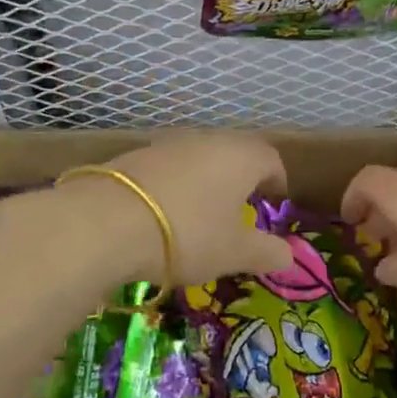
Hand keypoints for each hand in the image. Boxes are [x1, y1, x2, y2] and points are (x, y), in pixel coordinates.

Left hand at [87, 133, 293, 288]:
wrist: (107, 222)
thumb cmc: (189, 234)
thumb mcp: (234, 252)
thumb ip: (267, 253)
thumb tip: (289, 256)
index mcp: (241, 157)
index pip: (271, 159)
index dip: (277, 181)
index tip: (275, 202)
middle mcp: (207, 141)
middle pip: (233, 154)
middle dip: (241, 180)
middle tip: (240, 210)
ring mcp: (168, 144)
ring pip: (198, 159)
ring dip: (205, 182)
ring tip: (201, 215)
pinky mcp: (135, 156)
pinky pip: (167, 168)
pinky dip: (174, 187)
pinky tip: (163, 214)